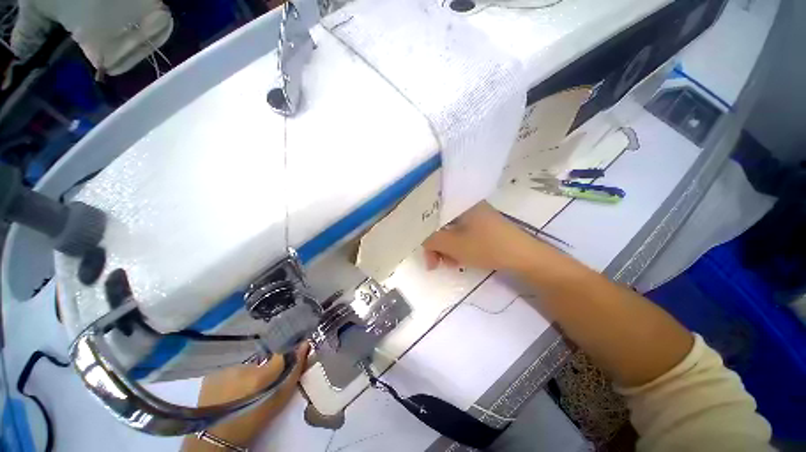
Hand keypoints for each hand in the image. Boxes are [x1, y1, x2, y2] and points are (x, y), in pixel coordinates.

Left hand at [183, 344, 308, 450]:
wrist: (211, 439)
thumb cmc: (250, 422)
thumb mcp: (277, 401)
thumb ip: (292, 374)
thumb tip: (304, 346)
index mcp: (261, 376)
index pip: (281, 353)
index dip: (286, 355)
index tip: (290, 357)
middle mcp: (243, 368)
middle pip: (262, 362)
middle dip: (264, 371)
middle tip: (260, 388)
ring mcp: (225, 370)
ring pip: (245, 368)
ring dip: (247, 376)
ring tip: (242, 394)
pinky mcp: (212, 375)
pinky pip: (230, 372)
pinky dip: (232, 380)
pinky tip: (228, 394)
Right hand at [423, 201, 546, 271]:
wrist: (524, 257)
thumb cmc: (486, 246)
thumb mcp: (453, 245)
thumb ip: (431, 241)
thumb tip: (423, 242)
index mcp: (460, 204)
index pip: (433, 214)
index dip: (424, 232)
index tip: (424, 250)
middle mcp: (467, 207)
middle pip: (442, 225)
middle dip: (436, 245)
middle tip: (434, 264)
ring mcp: (477, 217)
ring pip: (452, 232)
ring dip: (446, 249)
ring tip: (450, 264)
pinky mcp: (483, 228)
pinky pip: (463, 236)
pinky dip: (458, 248)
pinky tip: (459, 261)